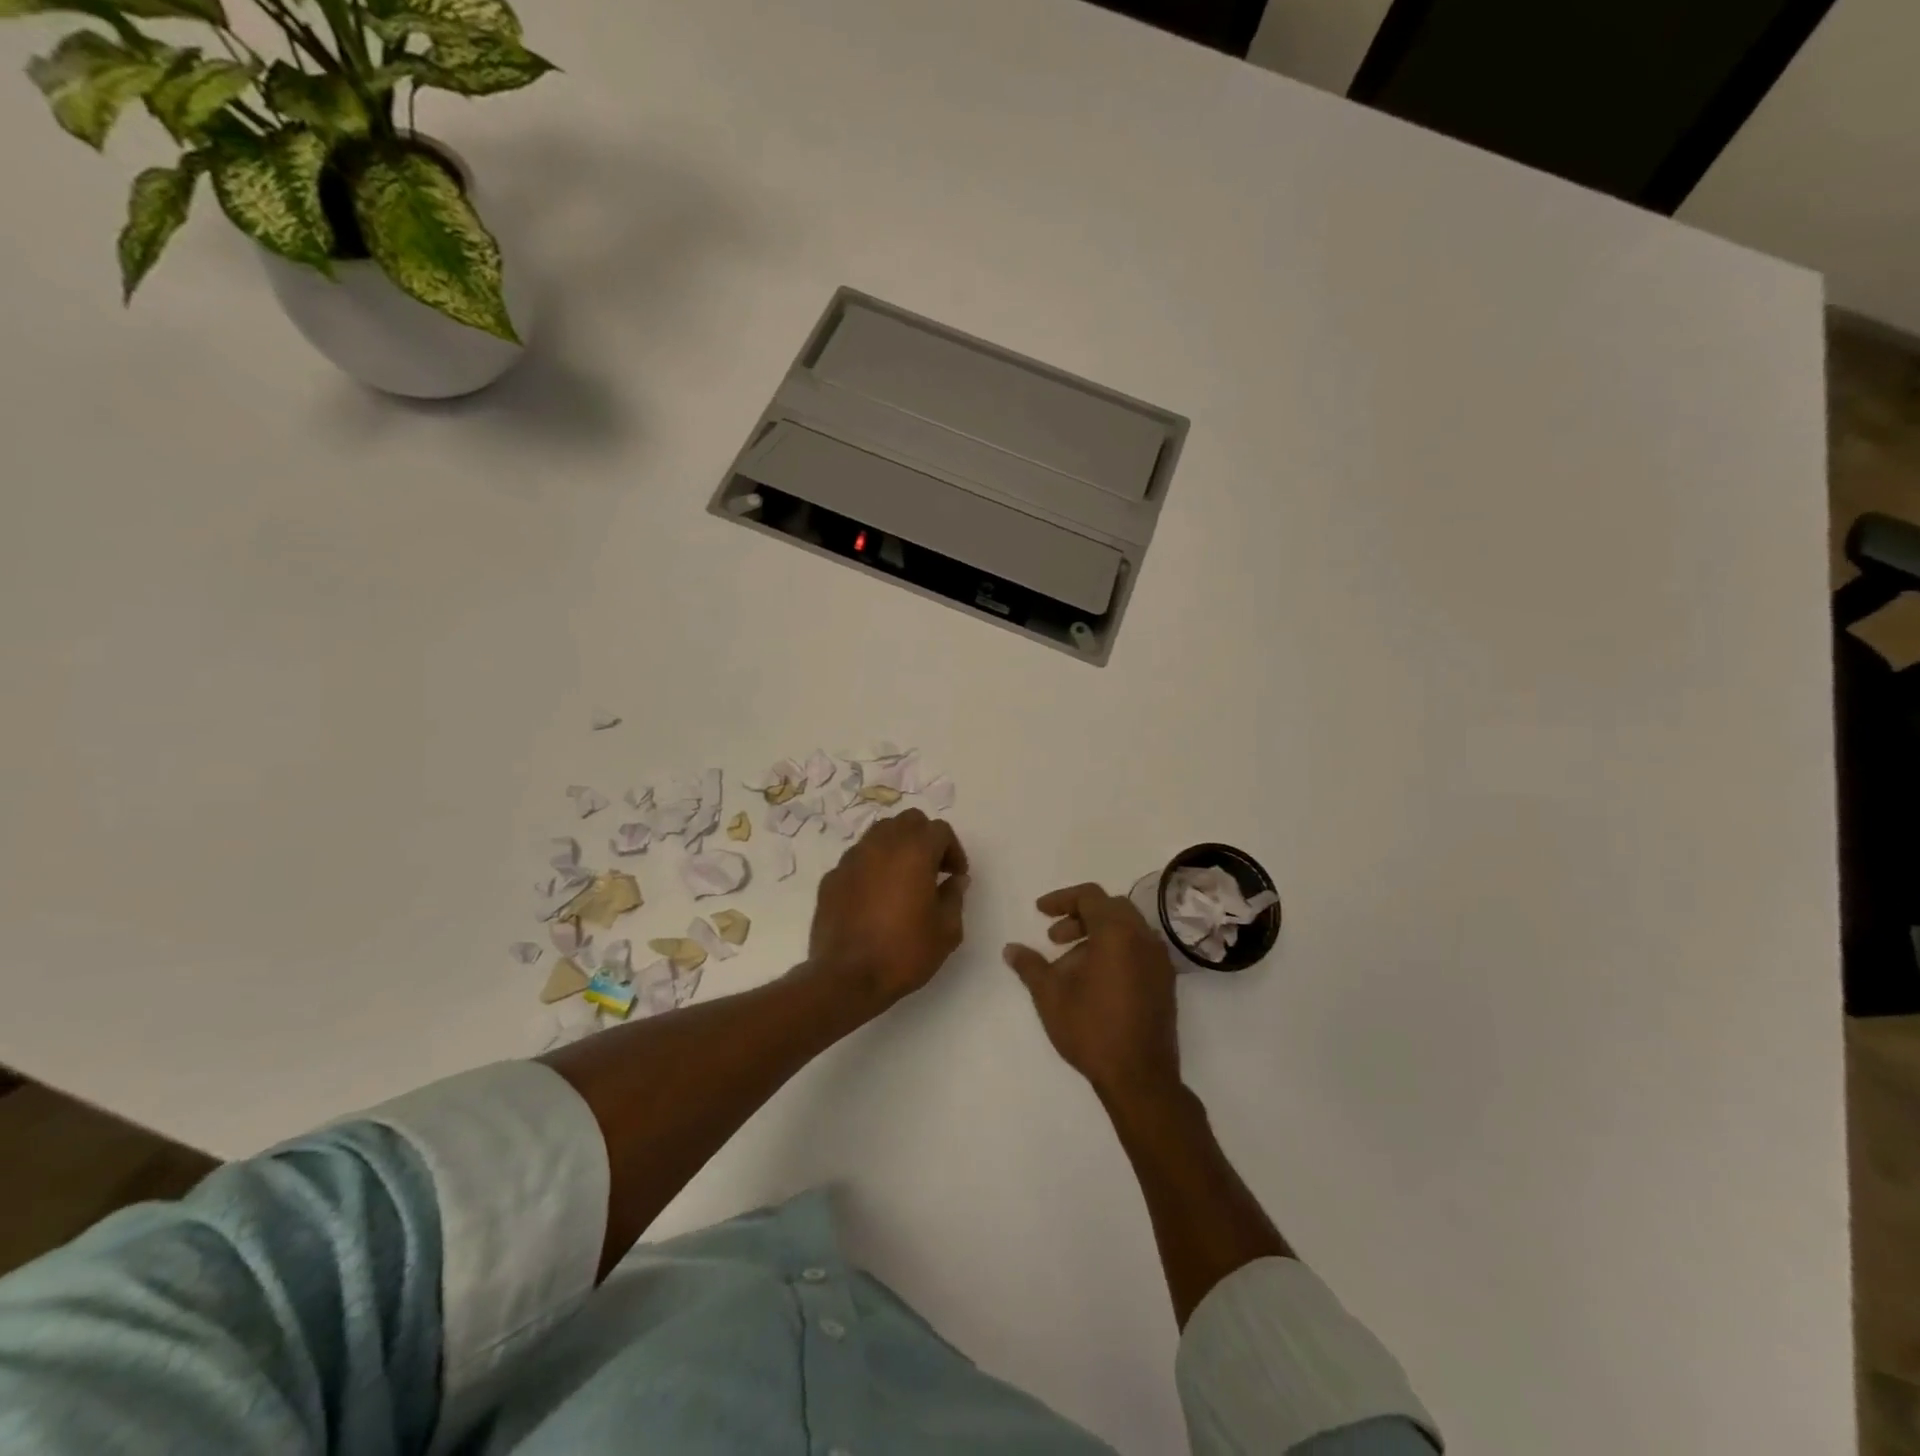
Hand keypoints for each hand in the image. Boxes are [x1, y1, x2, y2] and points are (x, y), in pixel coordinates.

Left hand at [807, 808, 969, 1009]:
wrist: (846, 978)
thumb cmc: (903, 952)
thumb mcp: (946, 931)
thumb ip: (954, 897)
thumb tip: (955, 880)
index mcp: (913, 852)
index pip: (940, 830)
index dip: (953, 850)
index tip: (956, 876)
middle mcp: (881, 845)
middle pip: (908, 821)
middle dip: (925, 838)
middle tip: (933, 869)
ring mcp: (851, 859)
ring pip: (879, 834)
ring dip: (896, 847)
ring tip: (903, 879)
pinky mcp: (831, 877)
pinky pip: (857, 859)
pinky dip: (872, 867)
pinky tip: (875, 897)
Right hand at [1003, 884, 1181, 1103]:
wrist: (1140, 1077)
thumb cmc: (1092, 1029)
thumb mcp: (1050, 995)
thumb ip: (1030, 966)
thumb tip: (1011, 949)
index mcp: (1117, 933)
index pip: (1090, 896)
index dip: (1062, 899)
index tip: (1040, 912)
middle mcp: (1144, 938)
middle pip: (1111, 908)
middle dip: (1079, 917)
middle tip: (1054, 938)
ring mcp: (1159, 960)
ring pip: (1127, 929)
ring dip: (1097, 934)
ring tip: (1070, 964)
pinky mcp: (1166, 982)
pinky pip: (1139, 949)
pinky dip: (1115, 951)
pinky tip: (1095, 980)